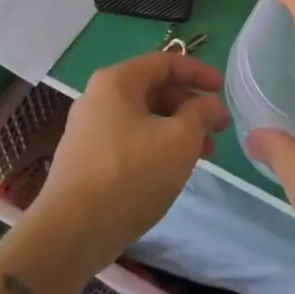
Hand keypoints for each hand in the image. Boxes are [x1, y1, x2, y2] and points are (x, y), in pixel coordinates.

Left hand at [26, 51, 228, 269]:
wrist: (71, 231)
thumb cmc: (131, 175)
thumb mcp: (180, 141)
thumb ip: (200, 113)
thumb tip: (209, 103)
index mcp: (117, 81)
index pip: (164, 62)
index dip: (198, 72)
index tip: (222, 89)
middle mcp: (97, 97)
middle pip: (152, 88)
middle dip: (189, 104)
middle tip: (217, 127)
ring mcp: (87, 128)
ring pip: (141, 116)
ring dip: (175, 128)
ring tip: (202, 154)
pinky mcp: (85, 157)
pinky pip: (128, 138)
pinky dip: (155, 144)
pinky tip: (170, 169)